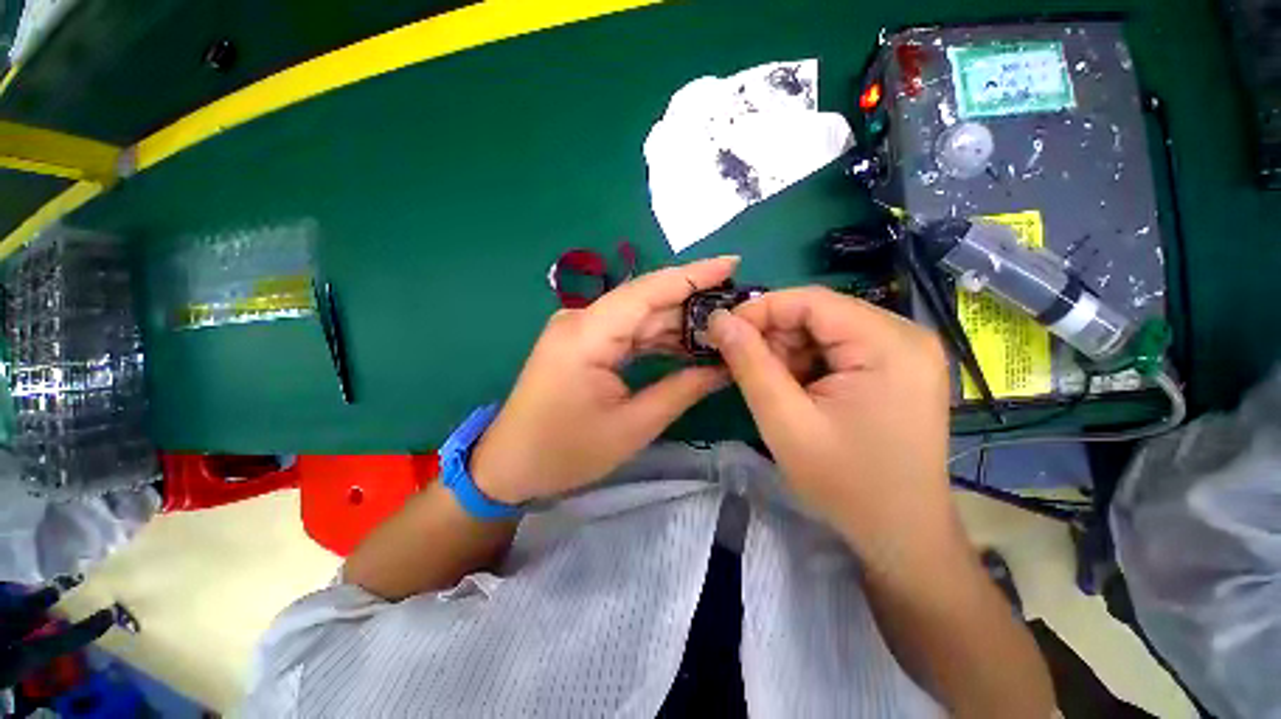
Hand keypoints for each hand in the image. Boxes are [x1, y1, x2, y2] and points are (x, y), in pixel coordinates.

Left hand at [470, 257, 738, 503]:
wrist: (509, 465)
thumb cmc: (566, 452)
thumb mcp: (633, 426)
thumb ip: (682, 390)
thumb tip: (725, 367)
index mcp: (588, 335)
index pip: (649, 290)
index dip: (694, 275)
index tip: (733, 264)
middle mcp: (581, 320)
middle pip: (647, 301)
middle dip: (693, 303)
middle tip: (738, 308)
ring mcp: (579, 329)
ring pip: (639, 316)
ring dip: (678, 323)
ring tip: (722, 328)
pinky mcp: (581, 342)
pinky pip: (627, 332)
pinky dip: (658, 338)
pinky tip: (687, 344)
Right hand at [707, 287, 954, 562]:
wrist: (901, 532)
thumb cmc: (845, 484)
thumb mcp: (785, 422)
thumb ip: (749, 364)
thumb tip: (719, 320)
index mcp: (888, 344)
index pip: (811, 300)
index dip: (760, 310)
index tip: (723, 332)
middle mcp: (905, 335)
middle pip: (820, 313)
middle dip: (774, 336)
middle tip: (745, 367)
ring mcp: (905, 349)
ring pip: (825, 329)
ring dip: (789, 350)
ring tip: (774, 386)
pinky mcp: (898, 365)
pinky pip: (838, 346)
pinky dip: (807, 361)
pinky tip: (798, 390)